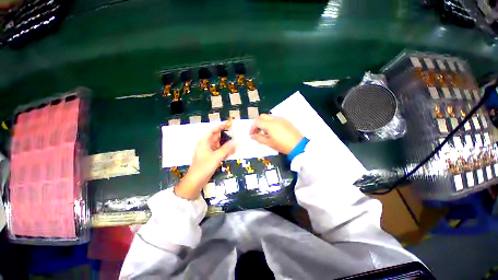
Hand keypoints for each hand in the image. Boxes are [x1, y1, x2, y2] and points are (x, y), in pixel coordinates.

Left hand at [175, 124, 235, 199]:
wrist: (196, 181)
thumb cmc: (204, 167)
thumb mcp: (216, 157)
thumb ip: (227, 148)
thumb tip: (236, 141)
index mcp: (204, 141)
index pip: (213, 130)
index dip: (221, 126)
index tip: (229, 125)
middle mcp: (206, 145)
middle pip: (217, 137)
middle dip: (226, 137)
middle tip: (236, 136)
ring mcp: (209, 151)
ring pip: (219, 145)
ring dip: (226, 145)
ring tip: (236, 146)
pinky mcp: (211, 157)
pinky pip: (219, 151)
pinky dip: (225, 151)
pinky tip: (231, 153)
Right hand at [249, 114, 302, 154]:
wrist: (298, 145)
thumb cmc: (282, 145)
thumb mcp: (269, 143)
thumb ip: (258, 138)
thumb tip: (252, 136)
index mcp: (269, 124)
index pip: (257, 122)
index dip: (252, 128)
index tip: (251, 134)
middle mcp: (274, 118)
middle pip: (262, 117)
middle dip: (257, 123)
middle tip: (257, 132)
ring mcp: (281, 119)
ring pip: (268, 117)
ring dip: (264, 122)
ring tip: (265, 132)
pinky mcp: (286, 120)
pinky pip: (275, 118)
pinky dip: (270, 122)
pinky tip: (272, 130)